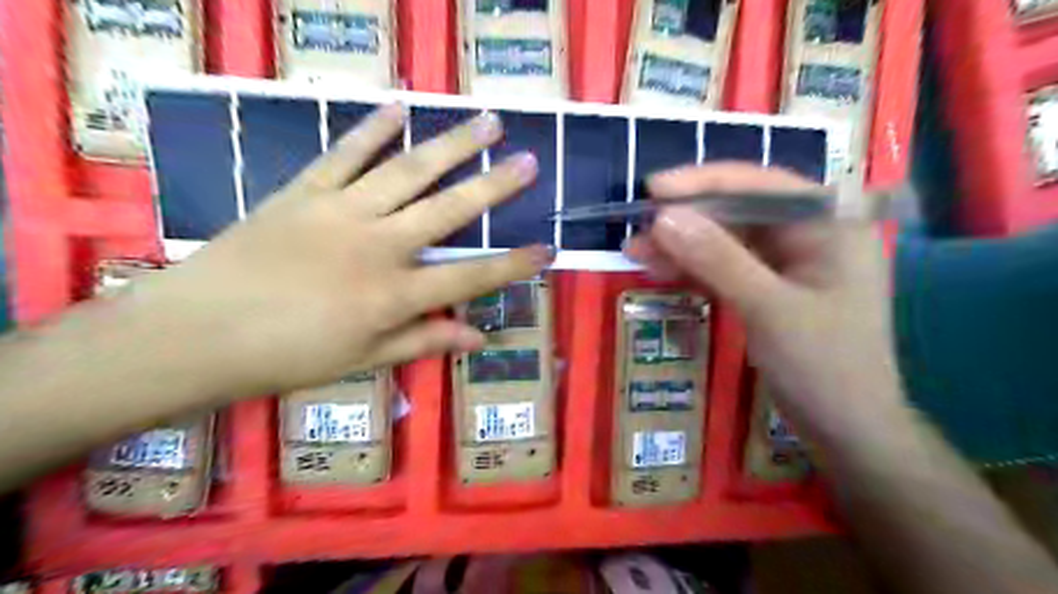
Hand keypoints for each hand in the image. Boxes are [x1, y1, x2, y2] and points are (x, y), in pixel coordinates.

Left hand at [127, 104, 549, 401]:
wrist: (197, 333)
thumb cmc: (287, 356)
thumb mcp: (363, 359)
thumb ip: (423, 342)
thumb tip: (477, 338)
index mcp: (394, 295)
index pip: (470, 277)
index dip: (513, 265)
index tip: (547, 250)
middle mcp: (378, 245)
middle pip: (448, 210)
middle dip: (494, 186)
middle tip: (528, 160)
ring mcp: (340, 212)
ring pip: (406, 171)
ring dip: (449, 145)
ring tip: (484, 122)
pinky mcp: (303, 192)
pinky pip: (344, 155)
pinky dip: (372, 130)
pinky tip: (399, 109)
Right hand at [623, 162, 904, 440]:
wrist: (846, 431)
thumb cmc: (823, 367)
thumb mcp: (767, 308)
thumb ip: (717, 259)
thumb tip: (663, 217)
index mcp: (829, 226)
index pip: (762, 184)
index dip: (704, 183)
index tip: (654, 189)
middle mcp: (810, 235)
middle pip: (739, 211)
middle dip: (687, 221)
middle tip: (638, 231)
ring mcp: (788, 264)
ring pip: (726, 241)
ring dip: (682, 246)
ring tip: (636, 252)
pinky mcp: (769, 289)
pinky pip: (725, 267)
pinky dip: (693, 269)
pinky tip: (661, 271)